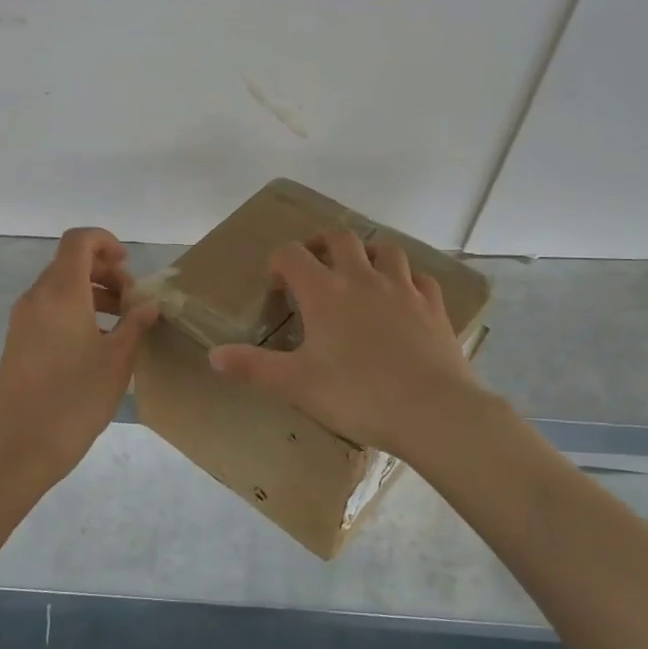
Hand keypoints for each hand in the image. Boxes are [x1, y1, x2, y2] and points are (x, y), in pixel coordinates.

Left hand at [0, 227, 159, 492]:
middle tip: (133, 301)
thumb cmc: (74, 400)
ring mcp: (23, 320)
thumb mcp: (117, 361)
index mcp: (61, 292)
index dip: (106, 242)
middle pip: (70, 263)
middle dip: (105, 272)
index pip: (79, 240)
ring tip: (122, 324)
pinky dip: (76, 312)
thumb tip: (149, 304)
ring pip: (60, 288)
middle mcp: (37, 298)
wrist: (17, 448)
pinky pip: (50, 310)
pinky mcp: (18, 342)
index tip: (129, 268)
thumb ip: (136, 325)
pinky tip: (98, 345)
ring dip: (93, 294)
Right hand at [208, 230, 485, 456]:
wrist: (433, 411)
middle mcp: (363, 279)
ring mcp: (403, 289)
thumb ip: (253, 367)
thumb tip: (214, 355)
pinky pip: (421, 278)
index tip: (277, 287)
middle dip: (322, 244)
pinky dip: (407, 279)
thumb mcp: (296, 385)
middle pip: (340, 237)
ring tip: (361, 274)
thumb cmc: (357, 395)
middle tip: (315, 266)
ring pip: (386, 249)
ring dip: (369, 254)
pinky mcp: (433, 307)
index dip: (279, 263)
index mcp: (325, 293)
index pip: (292, 254)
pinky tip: (404, 298)